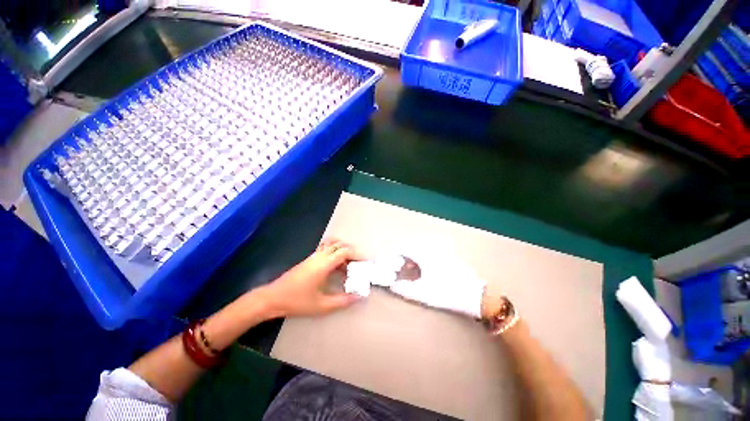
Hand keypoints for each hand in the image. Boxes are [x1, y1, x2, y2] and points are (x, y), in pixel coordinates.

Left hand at [262, 239, 363, 317]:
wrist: (272, 298)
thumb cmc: (297, 301)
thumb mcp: (321, 305)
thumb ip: (342, 301)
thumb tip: (359, 297)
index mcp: (324, 264)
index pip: (344, 252)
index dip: (357, 254)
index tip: (366, 261)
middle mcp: (319, 256)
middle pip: (339, 245)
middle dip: (352, 251)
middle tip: (359, 263)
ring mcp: (313, 256)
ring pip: (332, 245)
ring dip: (343, 251)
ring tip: (349, 265)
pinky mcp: (308, 260)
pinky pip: (326, 250)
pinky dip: (335, 254)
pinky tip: (336, 267)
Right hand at [388, 251, 486, 318]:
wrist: (473, 295)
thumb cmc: (445, 292)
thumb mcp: (422, 293)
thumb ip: (404, 289)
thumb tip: (392, 285)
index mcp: (424, 255)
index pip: (404, 248)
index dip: (396, 255)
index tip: (393, 265)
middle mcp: (432, 249)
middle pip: (413, 247)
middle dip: (405, 257)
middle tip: (403, 269)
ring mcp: (441, 252)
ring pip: (422, 250)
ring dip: (415, 258)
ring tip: (414, 271)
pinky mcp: (449, 257)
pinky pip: (431, 253)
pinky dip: (424, 259)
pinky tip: (427, 272)